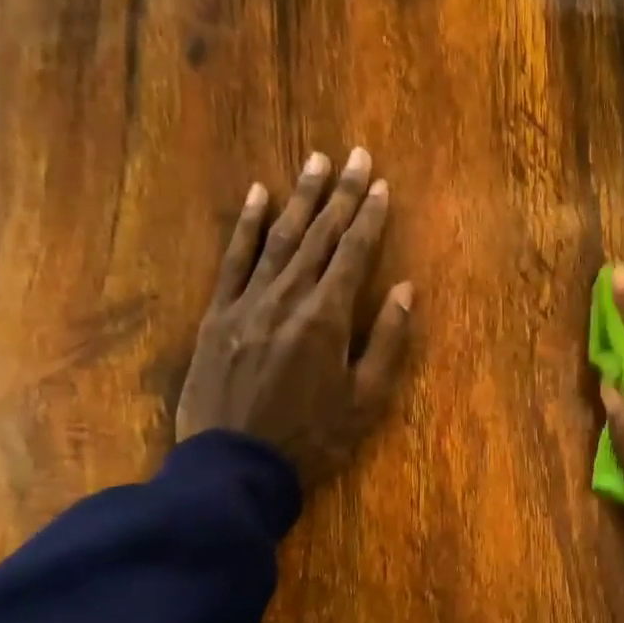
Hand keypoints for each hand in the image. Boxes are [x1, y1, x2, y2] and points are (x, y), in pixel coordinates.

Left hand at [176, 148, 413, 488]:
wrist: (234, 467)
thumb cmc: (312, 438)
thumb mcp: (366, 400)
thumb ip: (387, 341)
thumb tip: (405, 288)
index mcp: (328, 318)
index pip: (355, 253)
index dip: (370, 216)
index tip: (381, 184)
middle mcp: (289, 297)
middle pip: (321, 235)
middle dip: (342, 193)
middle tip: (356, 155)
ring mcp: (248, 302)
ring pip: (280, 238)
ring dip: (301, 197)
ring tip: (316, 161)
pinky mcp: (218, 315)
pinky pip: (233, 260)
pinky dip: (245, 225)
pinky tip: (257, 195)